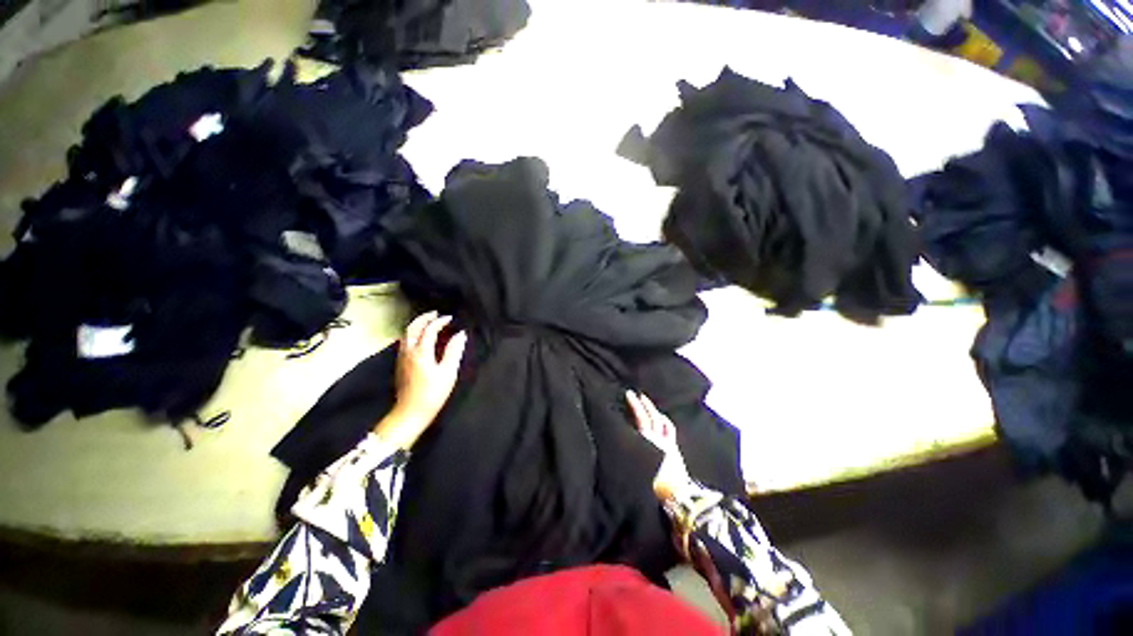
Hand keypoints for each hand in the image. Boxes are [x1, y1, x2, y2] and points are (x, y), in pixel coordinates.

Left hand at [375, 311, 466, 449]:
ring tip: (429, 323)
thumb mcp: (448, 373)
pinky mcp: (400, 365)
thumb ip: (454, 351)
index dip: (440, 321)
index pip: (429, 329)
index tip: (450, 318)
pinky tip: (421, 338)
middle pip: (412, 328)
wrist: (410, 413)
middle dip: (424, 318)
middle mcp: (408, 351)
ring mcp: (401, 358)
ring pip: (406, 334)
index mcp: (421, 352)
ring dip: (417, 325)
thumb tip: (460, 334)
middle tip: (435, 314)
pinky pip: (405, 342)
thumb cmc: (432, 394)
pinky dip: (413, 334)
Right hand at [626, 391, 690, 500]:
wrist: (678, 495)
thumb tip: (619, 441)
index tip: (628, 394)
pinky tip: (661, 417)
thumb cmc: (655, 484)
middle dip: (642, 404)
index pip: (641, 418)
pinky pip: (669, 429)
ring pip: (660, 421)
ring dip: (652, 409)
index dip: (635, 405)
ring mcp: (667, 442)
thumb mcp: (638, 467)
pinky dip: (664, 420)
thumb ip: (631, 452)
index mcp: (648, 441)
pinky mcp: (673, 448)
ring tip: (645, 401)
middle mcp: (658, 438)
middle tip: (634, 394)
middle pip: (651, 417)